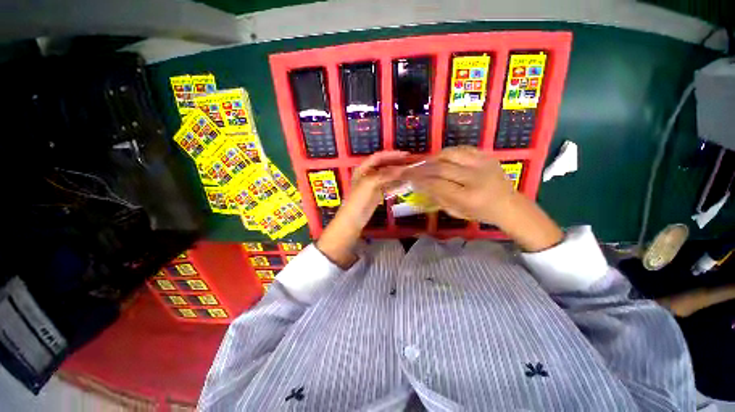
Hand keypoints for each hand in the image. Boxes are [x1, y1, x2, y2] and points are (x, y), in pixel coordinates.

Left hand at [317, 151, 409, 267]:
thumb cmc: (358, 199)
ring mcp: (373, 184)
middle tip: (409, 162)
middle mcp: (368, 174)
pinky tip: (405, 184)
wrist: (354, 218)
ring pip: (387, 176)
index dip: (391, 155)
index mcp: (363, 169)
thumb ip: (385, 175)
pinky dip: (396, 184)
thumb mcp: (370, 183)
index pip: (378, 157)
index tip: (404, 155)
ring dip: (398, 174)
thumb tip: (401, 169)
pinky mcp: (377, 193)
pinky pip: (388, 186)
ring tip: (410, 172)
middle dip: (396, 163)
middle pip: (384, 165)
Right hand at [404, 146, 563, 251]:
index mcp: (468, 197)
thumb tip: (421, 185)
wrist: (510, 205)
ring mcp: (482, 164)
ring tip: (426, 164)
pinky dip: (448, 152)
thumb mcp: (457, 212)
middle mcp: (475, 178)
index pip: (437, 185)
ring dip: (433, 158)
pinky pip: (462, 148)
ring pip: (450, 154)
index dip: (420, 181)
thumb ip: (438, 198)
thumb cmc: (481, 213)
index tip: (409, 178)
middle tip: (411, 169)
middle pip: (440, 168)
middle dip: (422, 168)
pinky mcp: (487, 156)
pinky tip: (442, 158)